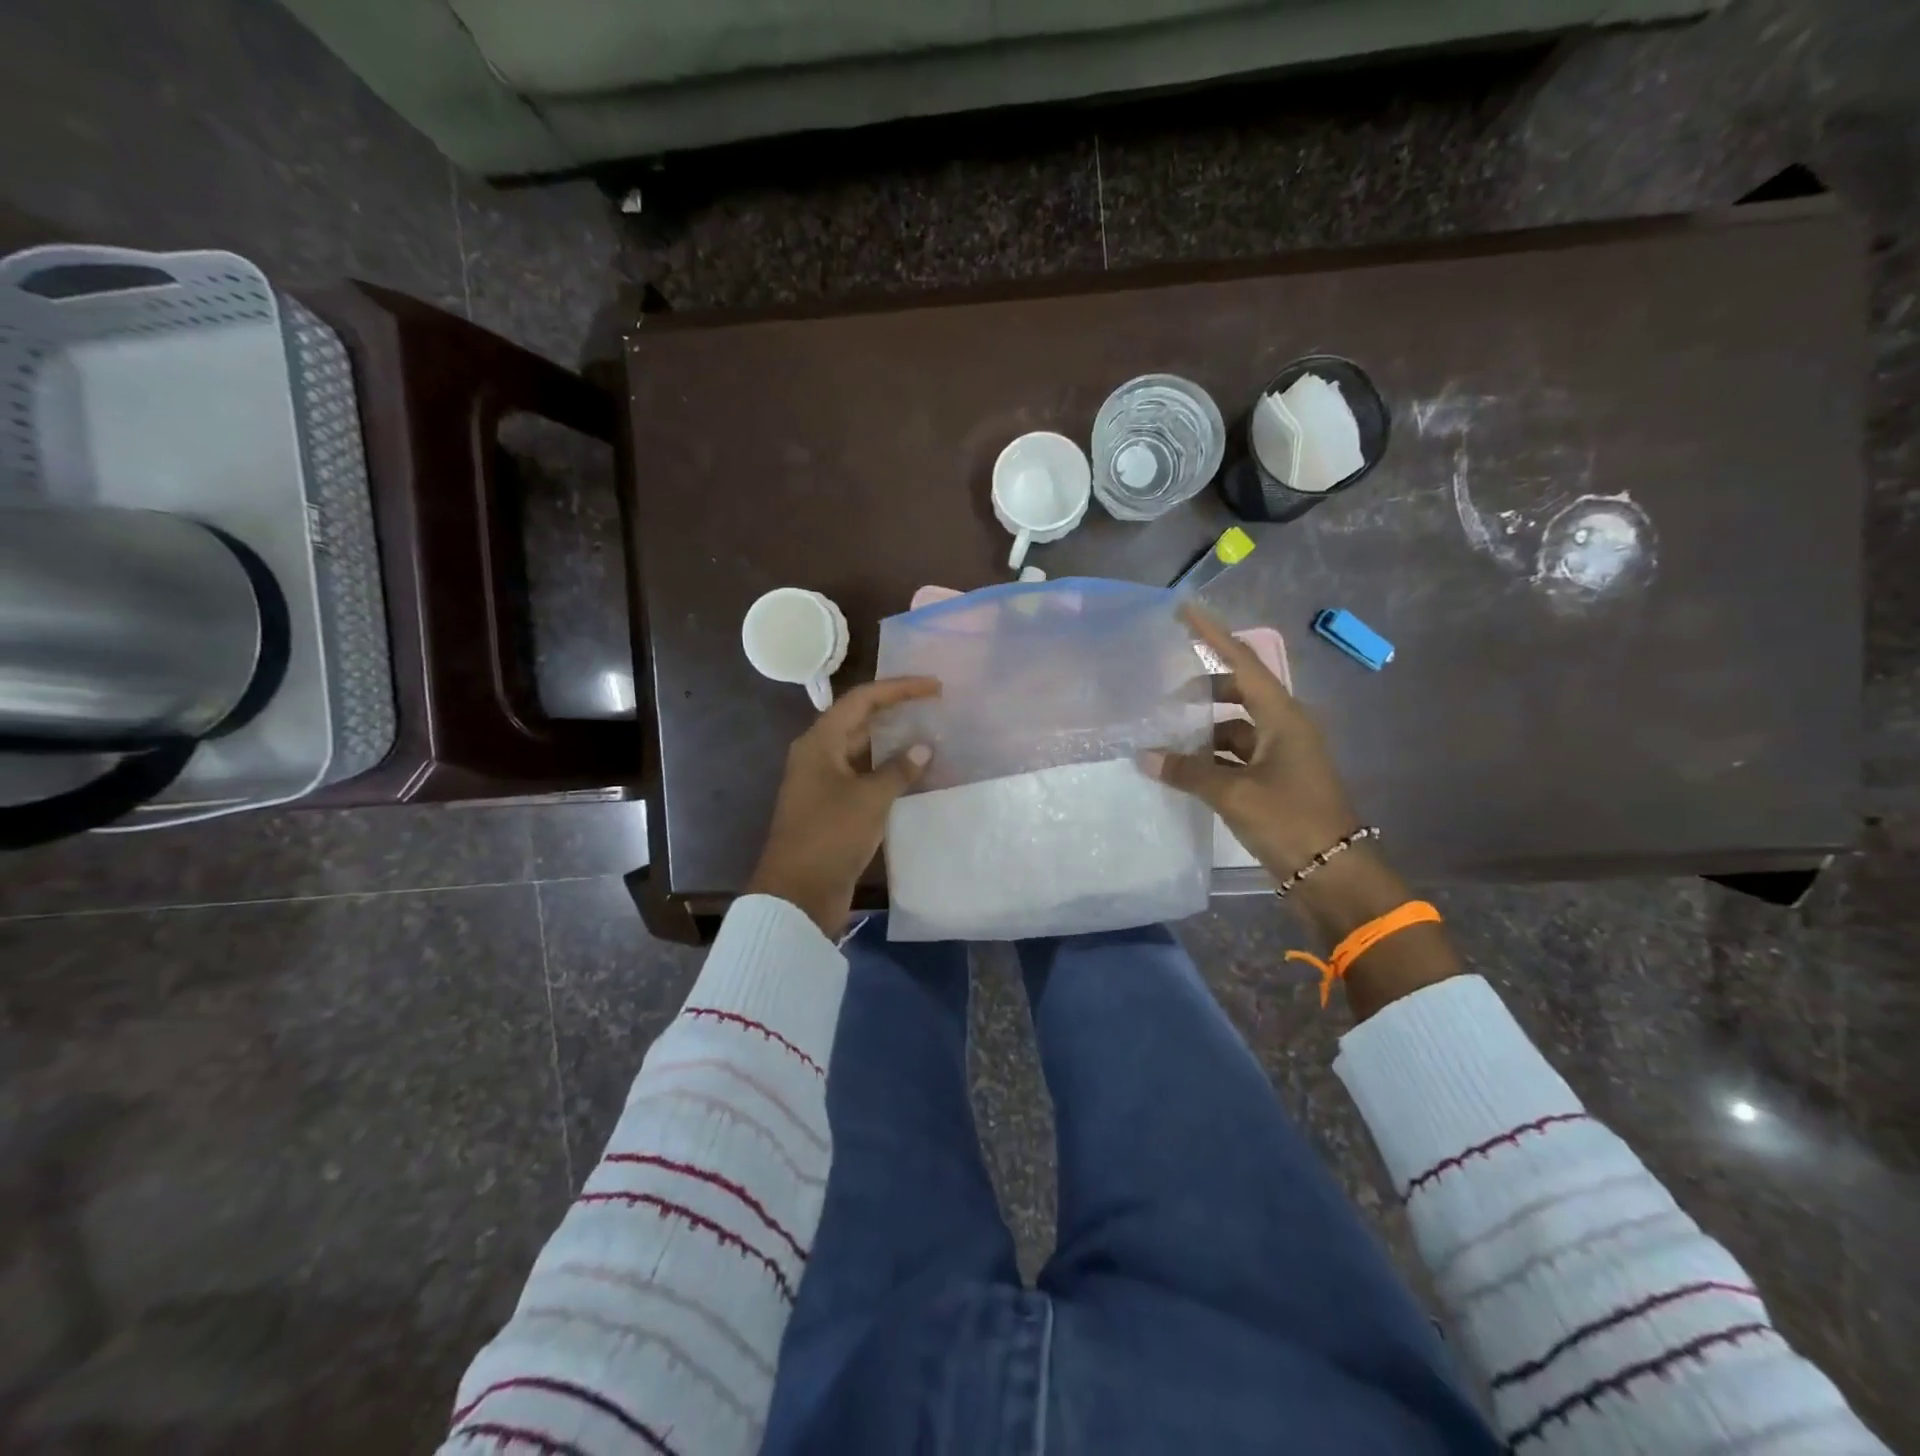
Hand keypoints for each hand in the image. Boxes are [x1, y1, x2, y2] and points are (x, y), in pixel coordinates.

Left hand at [746, 676, 940, 937]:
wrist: (798, 894)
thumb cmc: (830, 836)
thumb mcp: (869, 799)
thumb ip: (898, 770)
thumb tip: (923, 749)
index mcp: (820, 742)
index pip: (862, 700)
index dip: (899, 689)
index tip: (934, 687)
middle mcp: (819, 755)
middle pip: (860, 722)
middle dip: (897, 713)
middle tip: (936, 709)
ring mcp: (824, 783)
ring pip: (864, 751)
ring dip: (895, 745)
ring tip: (932, 738)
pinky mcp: (832, 808)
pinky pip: (864, 778)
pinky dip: (889, 773)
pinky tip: (915, 777)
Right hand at [1144, 603, 1363, 883]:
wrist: (1333, 873)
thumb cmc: (1290, 821)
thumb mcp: (1234, 794)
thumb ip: (1188, 771)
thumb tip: (1146, 757)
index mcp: (1284, 717)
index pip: (1244, 661)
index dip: (1214, 634)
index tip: (1185, 610)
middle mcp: (1285, 727)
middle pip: (1239, 692)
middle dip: (1202, 691)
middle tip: (1164, 697)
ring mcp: (1281, 755)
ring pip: (1235, 727)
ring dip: (1203, 731)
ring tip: (1164, 738)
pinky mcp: (1275, 780)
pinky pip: (1236, 756)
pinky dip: (1211, 758)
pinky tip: (1183, 769)